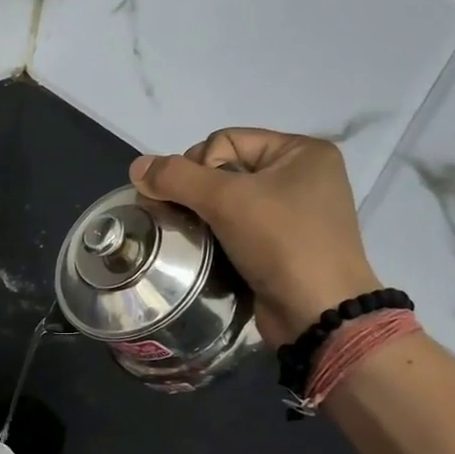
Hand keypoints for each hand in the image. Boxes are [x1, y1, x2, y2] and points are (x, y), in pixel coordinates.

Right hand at [129, 128, 381, 344]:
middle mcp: (301, 176)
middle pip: (225, 169)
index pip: (226, 140)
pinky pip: (239, 228)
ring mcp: (294, 213)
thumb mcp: (227, 201)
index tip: (193, 199)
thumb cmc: (281, 243)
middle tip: (187, 218)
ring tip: (191, 236)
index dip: (199, 165)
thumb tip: (137, 167)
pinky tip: (208, 252)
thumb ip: (177, 178)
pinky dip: (218, 237)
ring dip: (204, 217)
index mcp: (301, 151)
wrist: (317, 313)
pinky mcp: (283, 246)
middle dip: (198, 192)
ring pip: (229, 202)